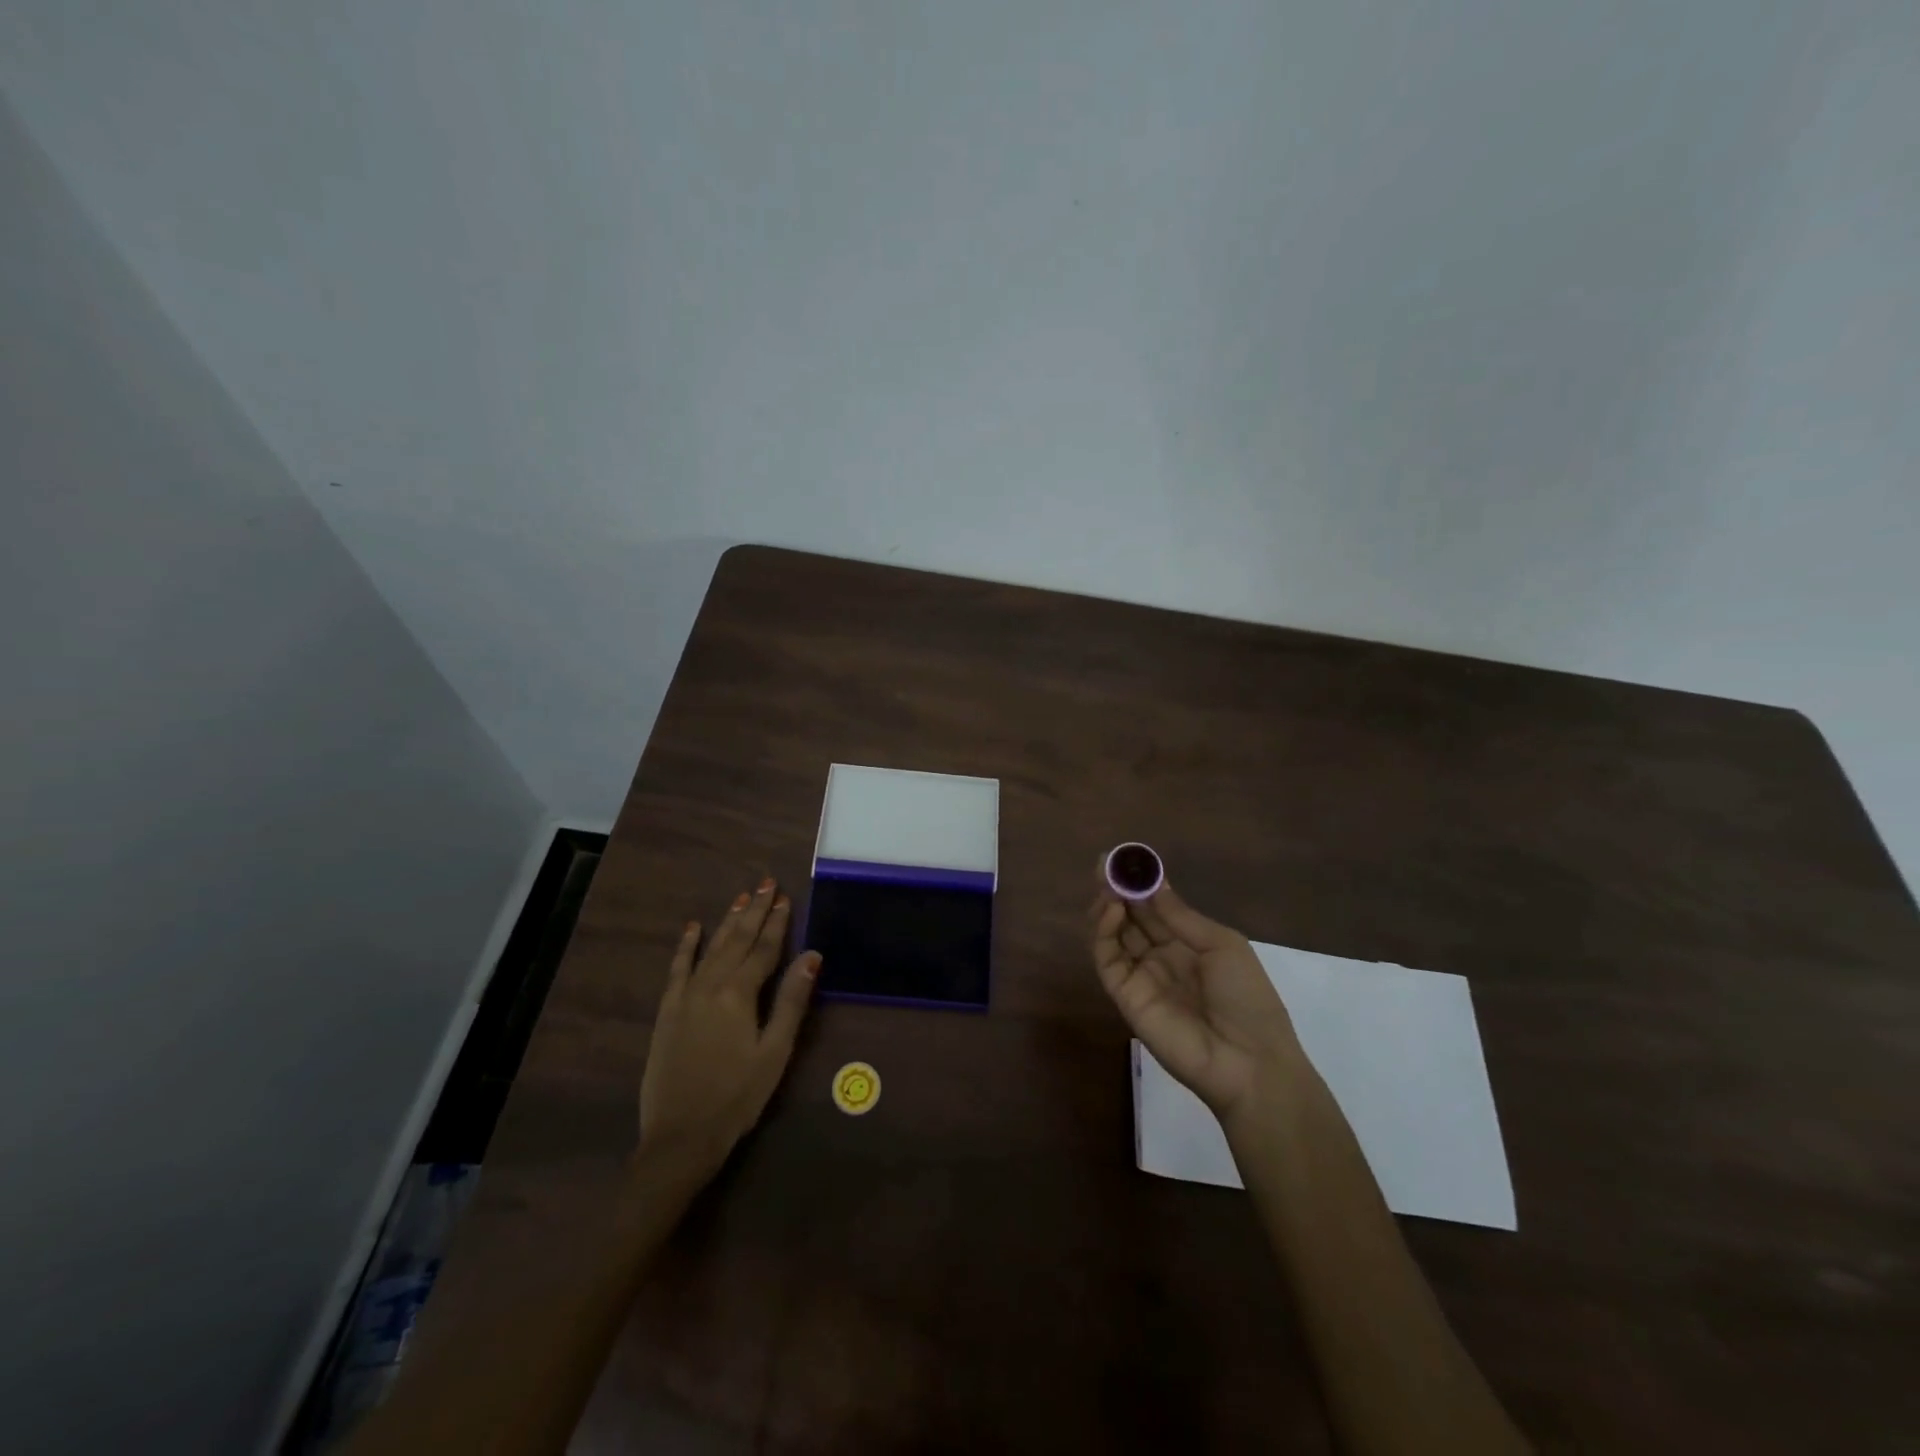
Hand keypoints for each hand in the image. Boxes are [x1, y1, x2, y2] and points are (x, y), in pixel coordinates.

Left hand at [638, 878, 820, 1173]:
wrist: (680, 1136)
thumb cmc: (737, 1097)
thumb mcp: (774, 1052)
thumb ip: (792, 1001)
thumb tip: (812, 956)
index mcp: (739, 995)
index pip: (764, 949)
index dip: (777, 923)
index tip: (786, 897)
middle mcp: (711, 986)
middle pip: (737, 940)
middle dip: (755, 911)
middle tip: (767, 883)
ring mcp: (685, 996)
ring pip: (711, 948)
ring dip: (728, 921)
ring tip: (741, 897)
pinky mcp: (667, 1011)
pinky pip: (677, 969)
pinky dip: (686, 946)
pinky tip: (693, 928)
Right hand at [1089, 868, 1304, 1124]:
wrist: (1250, 1062)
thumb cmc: (1247, 997)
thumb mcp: (1221, 945)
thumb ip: (1180, 916)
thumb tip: (1153, 882)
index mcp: (1189, 946)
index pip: (1156, 909)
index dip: (1141, 885)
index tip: (1125, 859)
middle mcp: (1162, 959)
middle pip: (1131, 919)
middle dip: (1118, 891)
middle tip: (1104, 865)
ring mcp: (1142, 978)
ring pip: (1115, 937)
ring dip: (1108, 908)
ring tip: (1107, 885)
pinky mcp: (1126, 997)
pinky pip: (1108, 961)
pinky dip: (1104, 934)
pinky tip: (1111, 911)